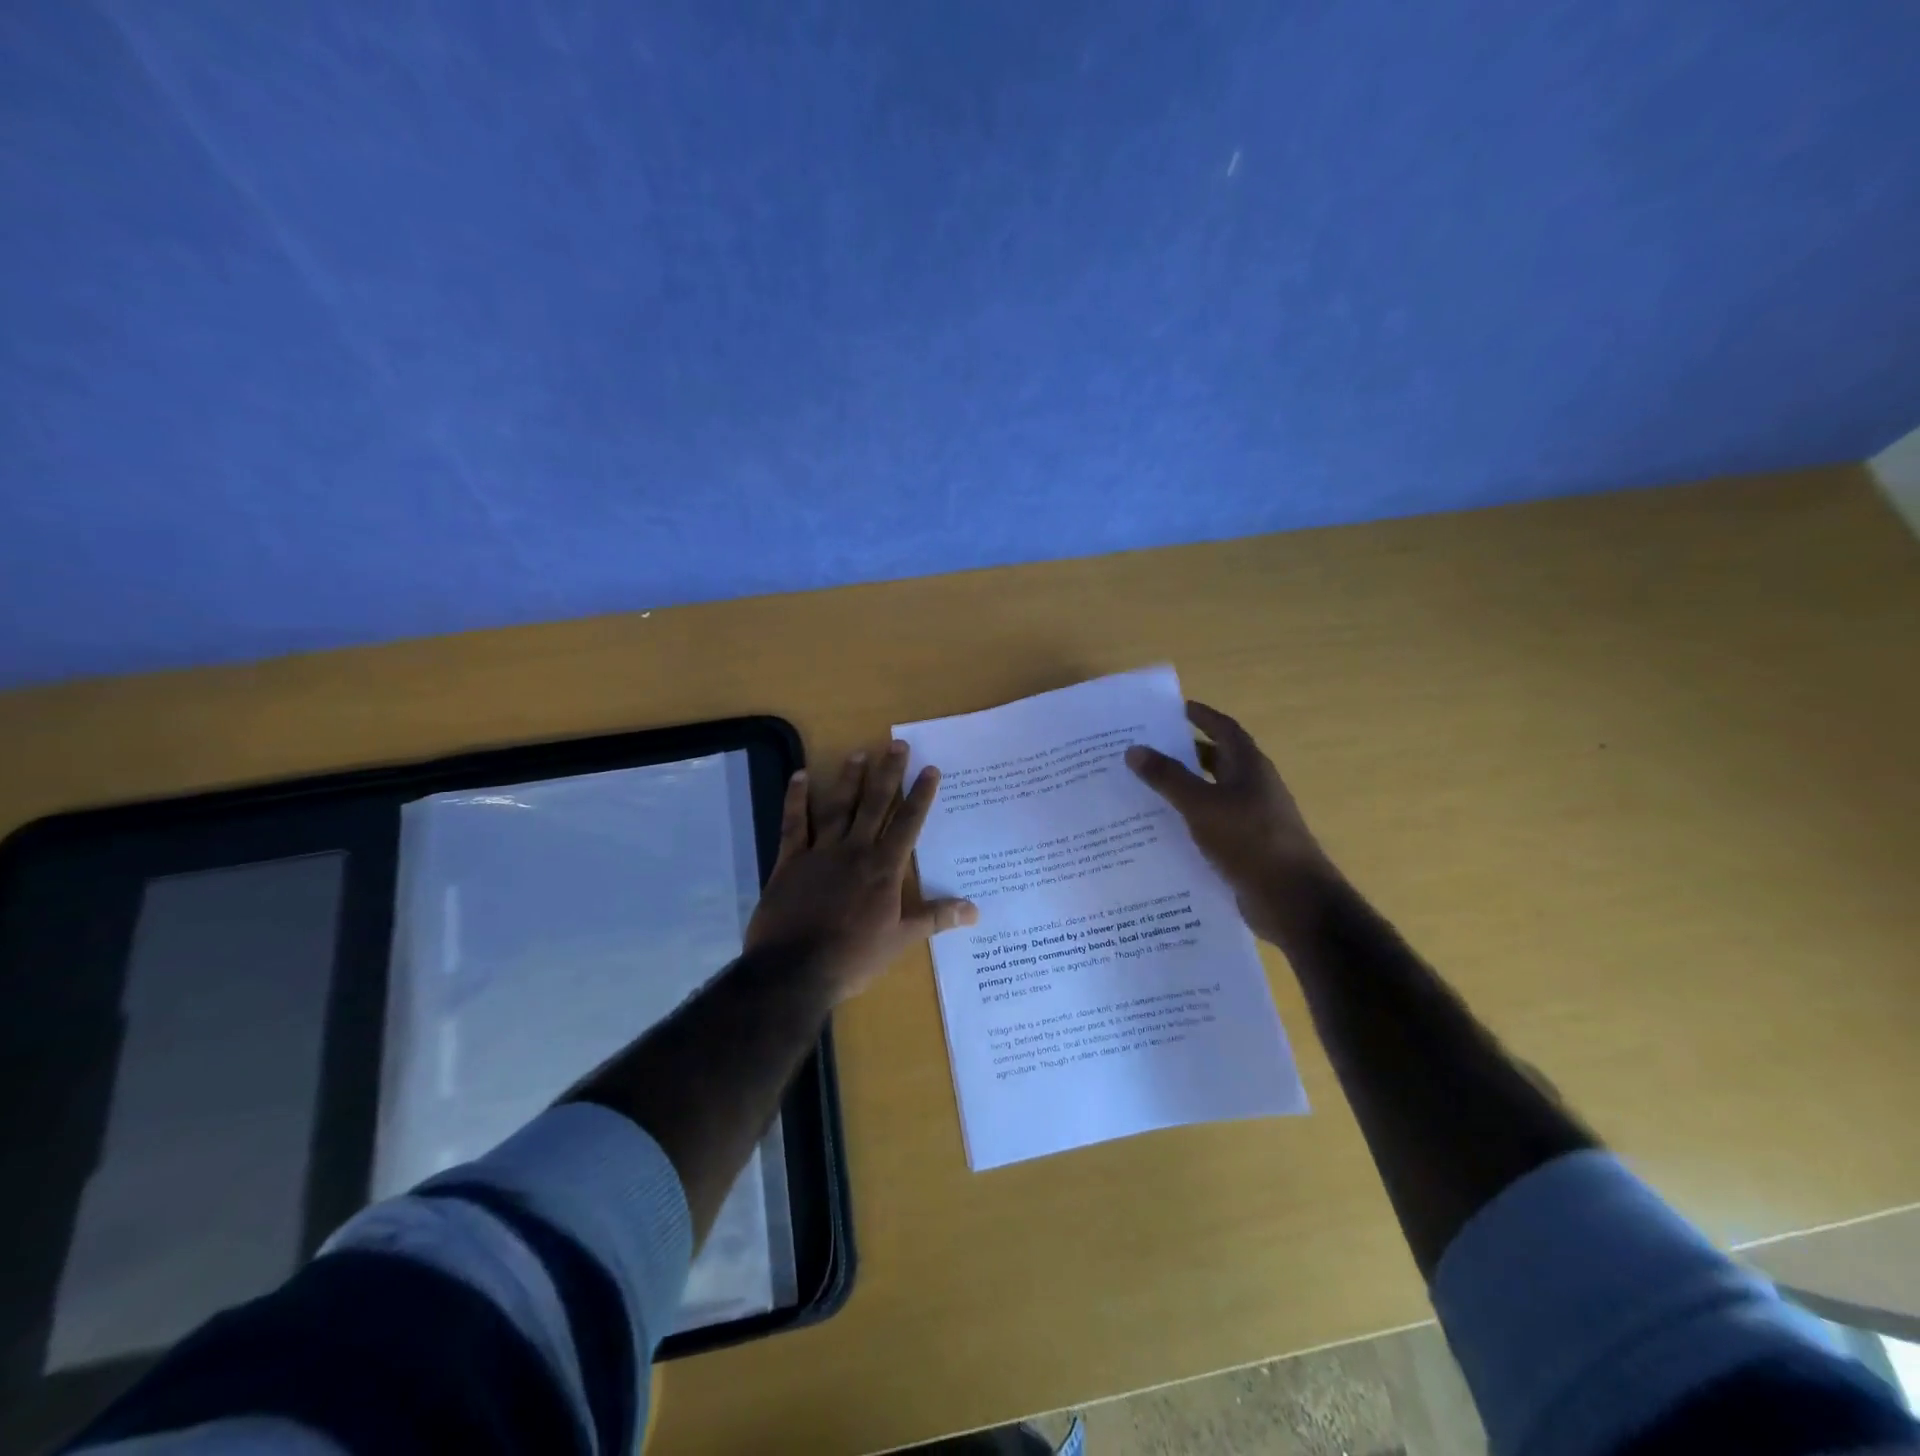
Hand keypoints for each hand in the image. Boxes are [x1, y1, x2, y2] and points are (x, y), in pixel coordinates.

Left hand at [745, 741, 978, 1001]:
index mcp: (884, 868)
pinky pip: (794, 823)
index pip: (908, 823)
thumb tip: (975, 910)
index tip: (929, 769)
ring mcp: (820, 852)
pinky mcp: (790, 861)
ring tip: (859, 753)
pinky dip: (796, 799)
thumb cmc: (853, 957)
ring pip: (838, 807)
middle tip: (897, 744)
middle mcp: (855, 850)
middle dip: (888, 774)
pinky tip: (800, 776)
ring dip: (849, 779)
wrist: (794, 970)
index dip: (920, 796)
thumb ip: (935, 918)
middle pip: (875, 804)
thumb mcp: (900, 940)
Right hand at [1125, 701, 1339, 944]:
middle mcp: (1253, 787)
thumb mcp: (1201, 804)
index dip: (1202, 716)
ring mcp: (1252, 819)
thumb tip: (1134, 749)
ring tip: (1144, 789)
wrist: (1291, 899)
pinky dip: (1189, 821)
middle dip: (1185, 753)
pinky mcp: (1246, 848)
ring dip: (1184, 789)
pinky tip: (1161, 830)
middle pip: (1217, 761)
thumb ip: (1167, 777)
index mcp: (1249, 766)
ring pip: (1212, 794)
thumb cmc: (1249, 840)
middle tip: (1146, 750)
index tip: (1174, 708)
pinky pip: (1212, 824)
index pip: (1224, 729)